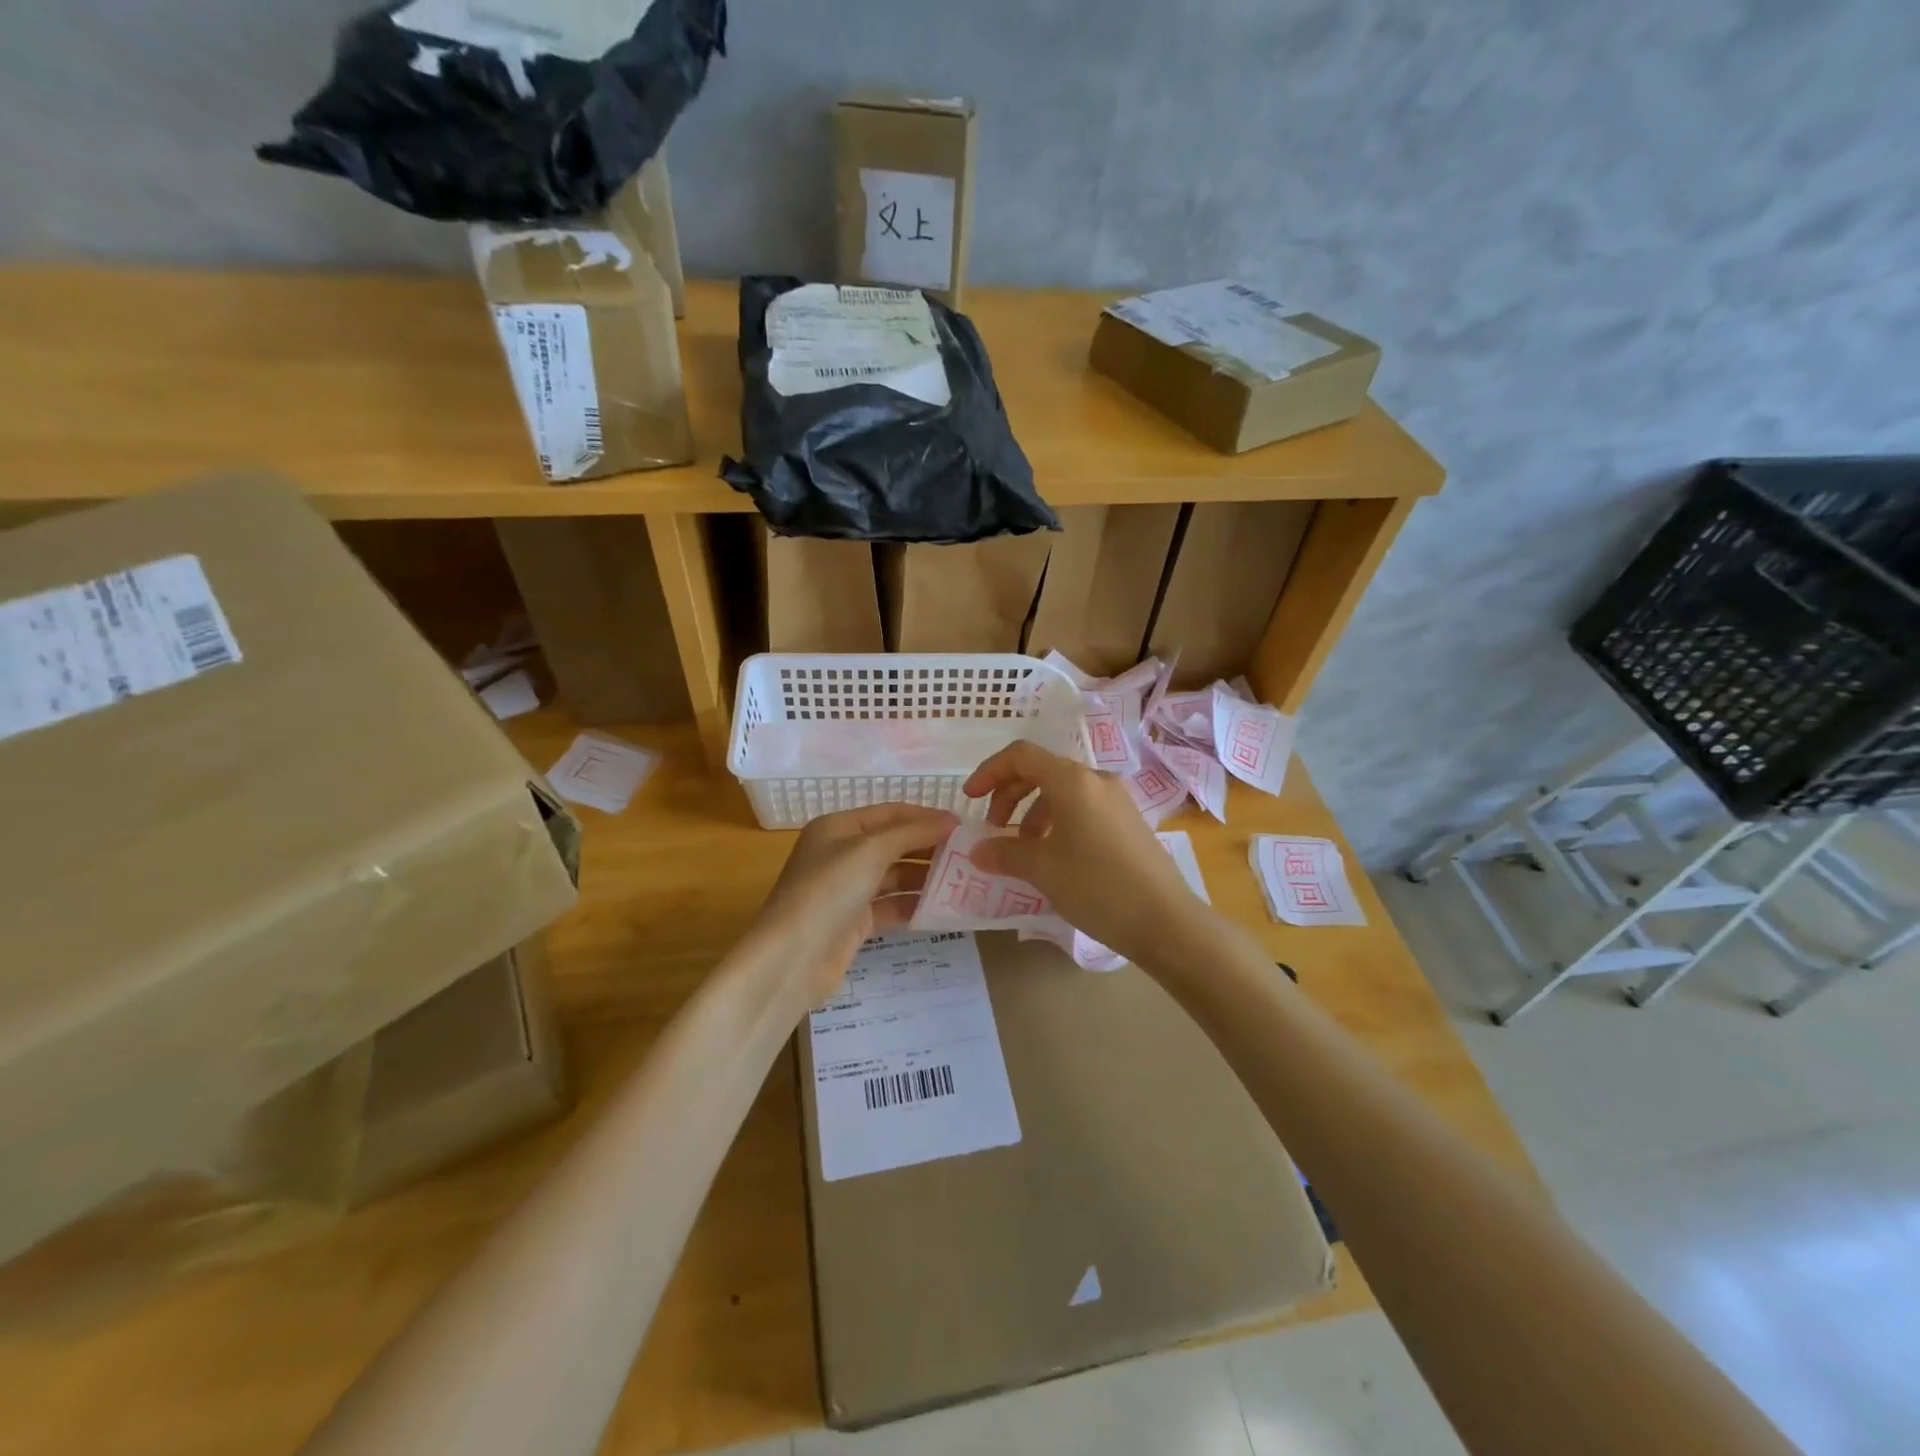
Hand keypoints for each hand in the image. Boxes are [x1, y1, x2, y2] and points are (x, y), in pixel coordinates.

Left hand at [752, 802, 959, 1003]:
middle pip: (894, 843)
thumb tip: (951, 820)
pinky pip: (891, 905)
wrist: (791, 959)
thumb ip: (912, 832)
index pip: (891, 812)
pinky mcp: (853, 922)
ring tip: (964, 882)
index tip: (964, 826)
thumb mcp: (871, 851)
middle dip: (930, 848)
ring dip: (926, 878)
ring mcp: (847, 889)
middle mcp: (841, 853)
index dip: (927, 816)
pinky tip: (942, 909)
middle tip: (971, 855)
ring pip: (895, 876)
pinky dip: (914, 905)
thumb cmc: (828, 891)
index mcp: (838, 827)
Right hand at [963, 741, 1209, 964]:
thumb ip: (1004, 853)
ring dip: (1032, 812)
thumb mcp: (1042, 869)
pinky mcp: (1128, 821)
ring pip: (1062, 792)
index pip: (1021, 755)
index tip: (969, 800)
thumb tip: (977, 851)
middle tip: (993, 827)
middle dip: (1009, 794)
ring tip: (1023, 849)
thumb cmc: (1097, 886)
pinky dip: (1057, 822)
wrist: (1166, 921)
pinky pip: (1082, 808)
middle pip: (1041, 770)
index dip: (989, 772)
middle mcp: (1096, 780)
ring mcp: (1116, 800)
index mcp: (1072, 780)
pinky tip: (1053, 856)